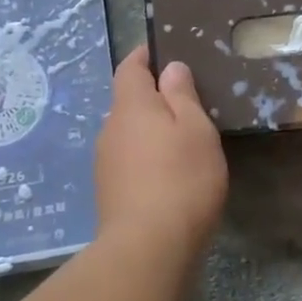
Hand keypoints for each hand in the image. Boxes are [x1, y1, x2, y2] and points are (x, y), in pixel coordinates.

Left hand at [94, 46, 227, 257]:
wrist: (148, 248)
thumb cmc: (181, 178)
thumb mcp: (195, 129)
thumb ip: (182, 95)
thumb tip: (169, 68)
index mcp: (130, 106)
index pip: (130, 68)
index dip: (144, 57)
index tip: (162, 52)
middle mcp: (110, 128)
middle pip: (128, 102)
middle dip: (152, 98)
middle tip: (186, 103)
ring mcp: (105, 162)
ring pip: (128, 133)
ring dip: (150, 131)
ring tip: (181, 141)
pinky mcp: (109, 192)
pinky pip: (128, 160)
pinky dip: (146, 158)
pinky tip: (168, 174)